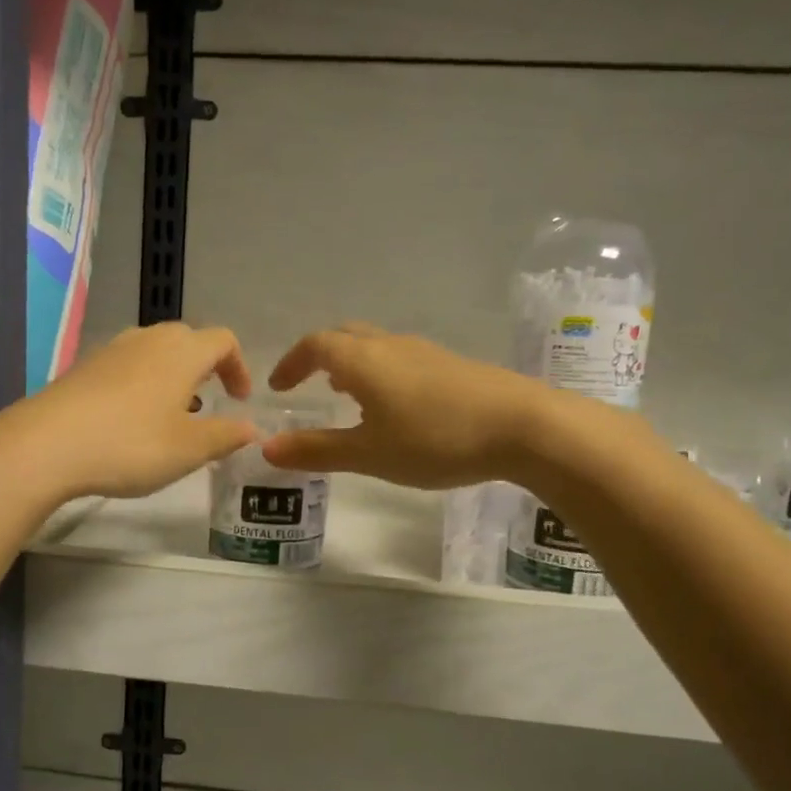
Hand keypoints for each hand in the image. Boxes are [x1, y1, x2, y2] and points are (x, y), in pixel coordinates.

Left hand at [0, 323, 258, 501]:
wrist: (45, 445)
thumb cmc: (130, 444)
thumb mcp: (189, 449)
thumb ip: (226, 436)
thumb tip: (251, 427)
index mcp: (182, 351)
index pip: (224, 341)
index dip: (239, 367)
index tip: (240, 399)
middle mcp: (148, 339)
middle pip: (188, 340)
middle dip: (205, 369)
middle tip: (209, 403)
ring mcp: (111, 349)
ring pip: (154, 351)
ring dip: (172, 376)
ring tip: (171, 413)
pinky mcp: (83, 367)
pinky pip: (126, 365)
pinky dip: (141, 383)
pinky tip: (130, 419)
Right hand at [263, 324, 555, 488]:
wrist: (523, 425)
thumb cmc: (435, 439)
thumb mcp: (369, 453)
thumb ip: (317, 450)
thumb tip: (267, 448)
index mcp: (363, 360)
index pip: (315, 346)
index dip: (292, 363)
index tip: (278, 386)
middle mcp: (390, 345)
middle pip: (344, 337)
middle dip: (319, 357)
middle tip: (309, 384)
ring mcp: (424, 352)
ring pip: (375, 346)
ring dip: (351, 363)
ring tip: (347, 394)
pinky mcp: (451, 365)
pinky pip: (400, 357)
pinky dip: (380, 371)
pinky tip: (394, 405)